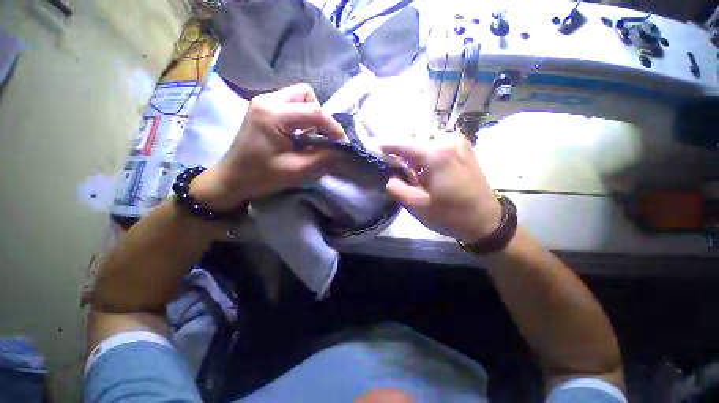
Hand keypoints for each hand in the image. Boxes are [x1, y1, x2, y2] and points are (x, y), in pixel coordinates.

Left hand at [190, 84, 344, 210]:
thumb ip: (322, 157)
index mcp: (273, 114)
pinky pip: (290, 105)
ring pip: (298, 97)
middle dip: (319, 115)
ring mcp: (263, 102)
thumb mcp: (296, 169)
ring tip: (309, 137)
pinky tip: (298, 135)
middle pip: (306, 94)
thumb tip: (342, 150)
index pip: (314, 111)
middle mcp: (268, 100)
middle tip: (321, 136)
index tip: (341, 142)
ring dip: (310, 116)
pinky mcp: (263, 109)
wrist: (232, 179)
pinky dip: (301, 118)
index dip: (333, 126)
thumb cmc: (261, 176)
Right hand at [381, 133, 501, 241]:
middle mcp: (447, 139)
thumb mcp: (417, 206)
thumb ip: (397, 188)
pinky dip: (425, 153)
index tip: (372, 146)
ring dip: (413, 153)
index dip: (385, 144)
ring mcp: (458, 141)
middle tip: (393, 166)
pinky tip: (425, 168)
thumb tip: (391, 176)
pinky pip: (436, 144)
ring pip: (424, 141)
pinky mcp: (464, 147)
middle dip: (400, 151)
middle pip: (413, 139)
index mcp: (436, 154)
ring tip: (410, 170)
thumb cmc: (451, 215)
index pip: (401, 143)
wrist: (486, 220)